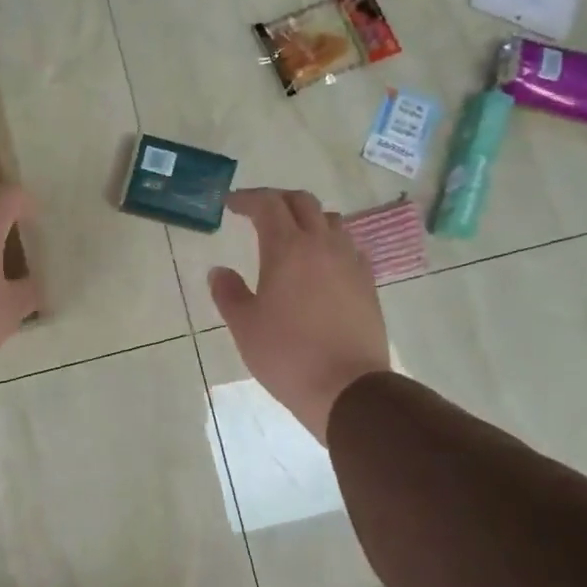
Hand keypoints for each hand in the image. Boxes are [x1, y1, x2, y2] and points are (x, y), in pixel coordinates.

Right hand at [209, 189, 390, 443]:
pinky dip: (331, 242)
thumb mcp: (245, 326)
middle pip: (303, 202)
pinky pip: (349, 247)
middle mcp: (322, 245)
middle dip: (277, 200)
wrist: (348, 388)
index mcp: (288, 248)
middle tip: (258, 212)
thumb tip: (218, 271)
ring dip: (308, 218)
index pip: (268, 205)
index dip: (247, 199)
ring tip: (291, 235)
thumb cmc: (287, 355)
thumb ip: (228, 292)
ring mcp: (350, 262)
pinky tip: (322, 263)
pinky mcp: (368, 283)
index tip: (231, 204)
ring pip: (331, 221)